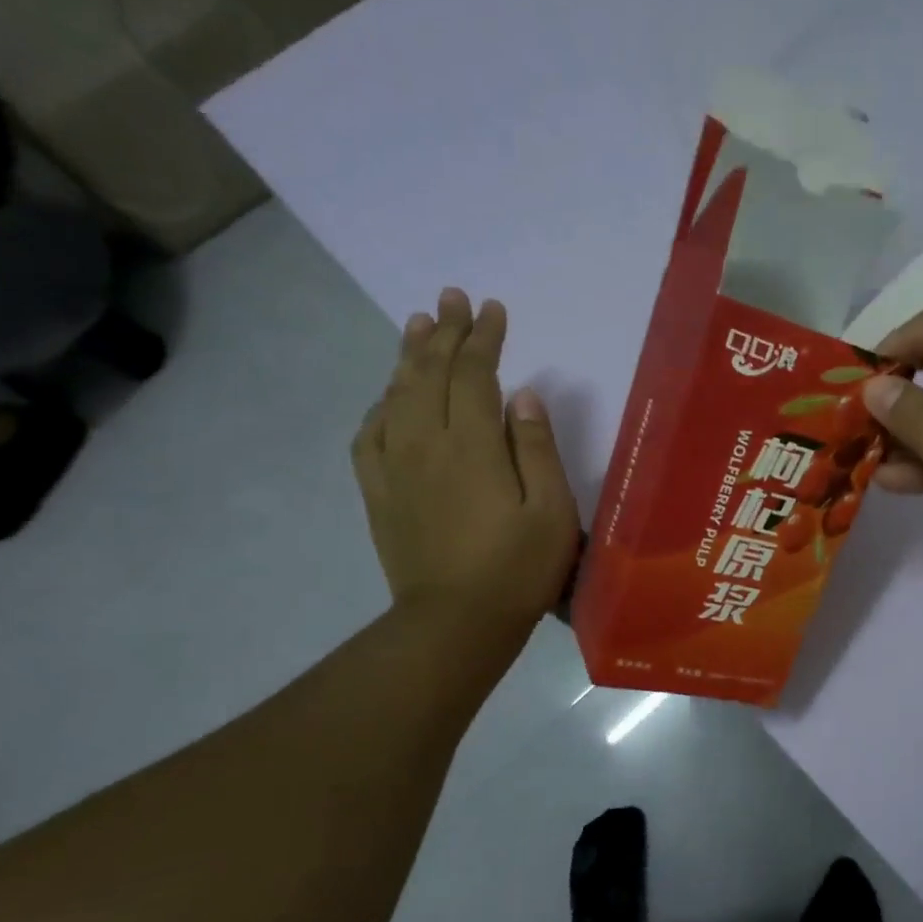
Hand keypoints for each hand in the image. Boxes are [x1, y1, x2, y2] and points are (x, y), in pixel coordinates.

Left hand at [354, 289, 578, 640]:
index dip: (484, 338)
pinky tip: (389, 397)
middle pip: (431, 373)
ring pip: (396, 395)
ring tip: (418, 324)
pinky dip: (381, 405)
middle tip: (452, 298)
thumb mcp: (552, 512)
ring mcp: (395, 467)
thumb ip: (537, 449)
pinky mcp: (378, 493)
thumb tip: (522, 396)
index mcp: (472, 446)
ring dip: (409, 356)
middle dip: (445, 331)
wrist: (455, 623)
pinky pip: (370, 435)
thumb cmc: (518, 570)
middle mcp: (426, 443)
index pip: (475, 374)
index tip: (493, 310)